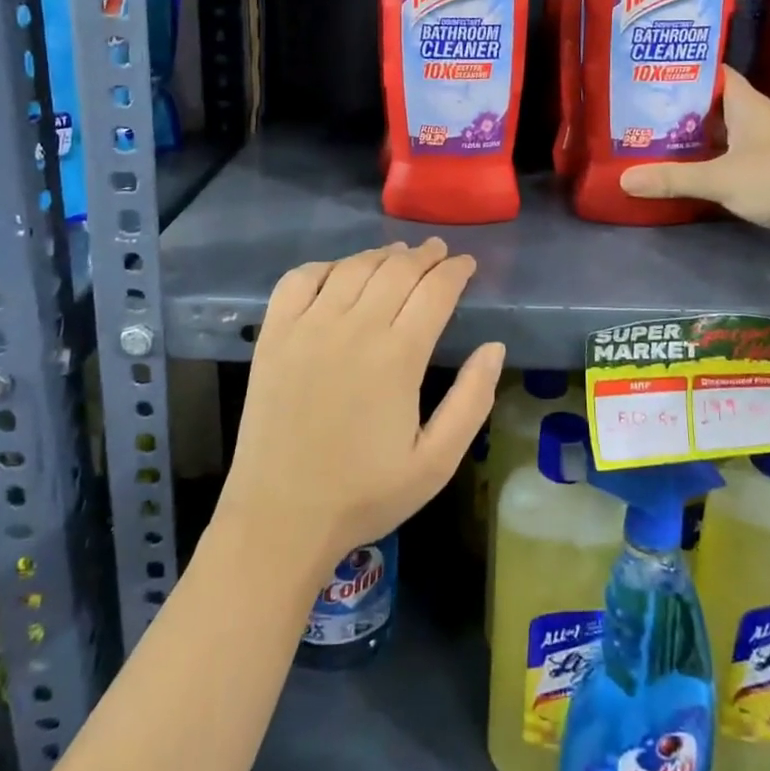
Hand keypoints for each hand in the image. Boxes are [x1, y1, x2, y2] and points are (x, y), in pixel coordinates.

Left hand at [219, 238, 503, 574]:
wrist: (281, 517)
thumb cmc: (365, 494)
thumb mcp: (436, 462)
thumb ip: (472, 401)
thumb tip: (495, 346)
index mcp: (398, 357)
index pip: (435, 291)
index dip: (456, 271)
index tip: (467, 265)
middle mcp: (354, 328)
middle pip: (397, 270)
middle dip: (425, 256)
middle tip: (439, 253)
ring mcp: (308, 327)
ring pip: (353, 267)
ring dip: (382, 255)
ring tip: (399, 254)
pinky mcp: (274, 335)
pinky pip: (299, 279)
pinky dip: (326, 266)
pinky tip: (340, 272)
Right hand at [619, 67, 769, 254]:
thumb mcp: (720, 177)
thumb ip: (672, 178)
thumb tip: (624, 180)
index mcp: (748, 106)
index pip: (715, 74)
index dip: (687, 69)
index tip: (653, 71)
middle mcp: (756, 123)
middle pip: (712, 108)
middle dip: (680, 109)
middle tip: (639, 111)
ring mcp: (763, 151)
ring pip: (720, 139)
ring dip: (691, 141)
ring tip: (650, 140)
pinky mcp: (766, 179)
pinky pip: (727, 166)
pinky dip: (705, 168)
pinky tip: (681, 175)